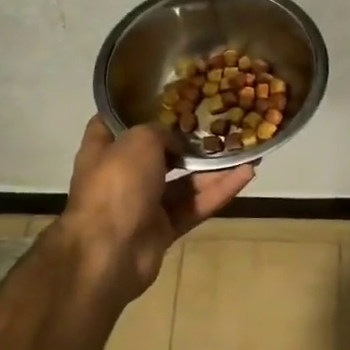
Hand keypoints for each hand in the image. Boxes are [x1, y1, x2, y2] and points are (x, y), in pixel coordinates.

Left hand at [57, 115, 255, 304]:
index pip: (113, 124)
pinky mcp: (163, 229)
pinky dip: (218, 192)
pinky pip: (194, 206)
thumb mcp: (138, 141)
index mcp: (103, 151)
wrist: (110, 252)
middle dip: (185, 142)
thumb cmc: (117, 185)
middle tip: (217, 125)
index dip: (135, 109)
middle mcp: (122, 176)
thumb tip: (176, 145)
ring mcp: (143, 205)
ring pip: (183, 183)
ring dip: (212, 169)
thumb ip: (160, 132)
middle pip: (157, 154)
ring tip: (243, 150)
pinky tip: (246, 175)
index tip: (165, 98)